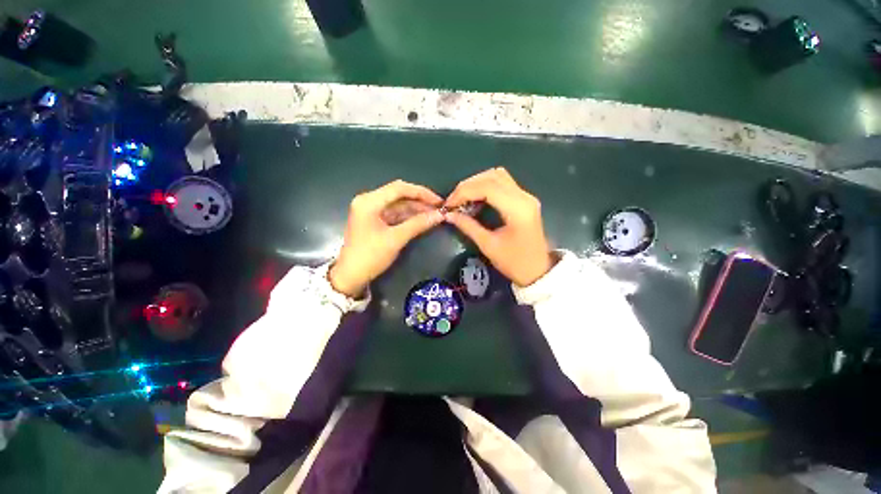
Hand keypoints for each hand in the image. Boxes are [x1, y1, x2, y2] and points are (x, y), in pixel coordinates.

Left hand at [330, 180, 443, 297]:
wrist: (351, 276)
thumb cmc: (370, 256)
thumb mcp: (396, 239)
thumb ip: (418, 224)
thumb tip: (440, 215)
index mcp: (369, 201)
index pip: (399, 188)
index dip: (421, 193)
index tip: (439, 201)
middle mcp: (369, 201)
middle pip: (399, 195)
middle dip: (420, 201)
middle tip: (439, 208)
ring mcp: (371, 211)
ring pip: (398, 205)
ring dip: (416, 209)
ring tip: (435, 214)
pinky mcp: (375, 220)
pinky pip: (395, 214)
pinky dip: (408, 217)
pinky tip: (422, 219)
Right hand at [444, 168, 554, 286]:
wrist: (538, 271)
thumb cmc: (514, 263)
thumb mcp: (488, 245)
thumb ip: (468, 226)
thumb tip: (449, 215)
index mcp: (517, 209)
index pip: (487, 187)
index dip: (464, 191)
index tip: (449, 203)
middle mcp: (524, 197)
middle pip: (492, 176)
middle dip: (468, 185)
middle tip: (454, 200)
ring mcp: (526, 196)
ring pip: (498, 176)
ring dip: (477, 183)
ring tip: (463, 198)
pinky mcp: (524, 200)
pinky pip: (503, 183)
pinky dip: (486, 186)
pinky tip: (476, 198)